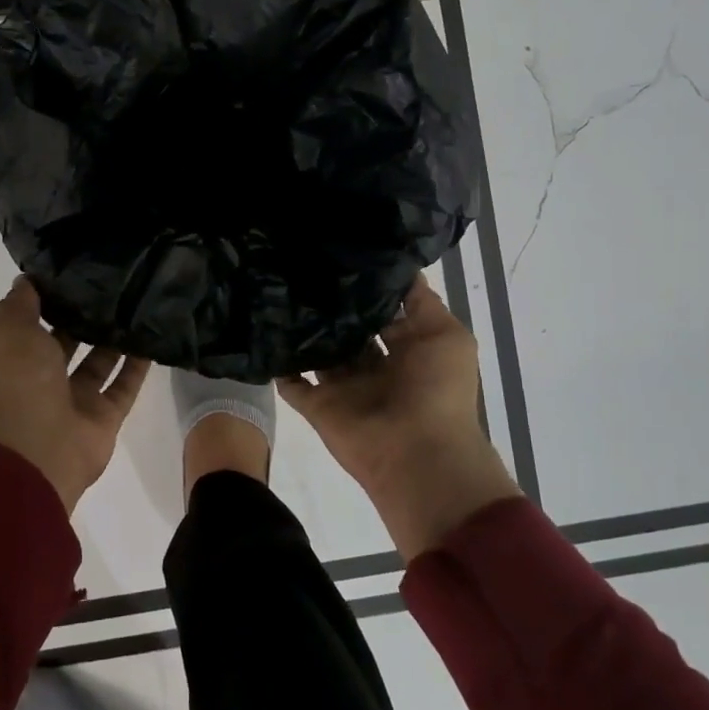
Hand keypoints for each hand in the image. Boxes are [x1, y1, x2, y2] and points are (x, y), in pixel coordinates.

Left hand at [0, 278, 149, 512]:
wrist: (38, 447)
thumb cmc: (18, 379)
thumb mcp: (9, 328)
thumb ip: (20, 303)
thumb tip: (28, 280)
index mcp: (13, 356)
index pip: (28, 322)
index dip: (45, 298)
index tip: (71, 270)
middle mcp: (41, 377)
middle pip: (66, 341)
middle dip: (83, 316)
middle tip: (112, 283)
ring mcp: (74, 399)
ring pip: (98, 361)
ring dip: (114, 338)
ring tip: (136, 303)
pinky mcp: (104, 416)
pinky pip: (124, 385)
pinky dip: (138, 365)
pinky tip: (154, 336)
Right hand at [280, 278, 521, 558]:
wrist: (418, 455)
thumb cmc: (438, 390)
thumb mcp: (447, 335)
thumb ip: (422, 302)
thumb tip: (399, 269)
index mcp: (407, 350)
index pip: (380, 312)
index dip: (364, 287)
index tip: (338, 254)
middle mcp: (374, 366)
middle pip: (345, 330)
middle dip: (328, 304)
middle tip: (299, 265)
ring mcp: (344, 387)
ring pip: (318, 351)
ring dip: (301, 329)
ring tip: (275, 288)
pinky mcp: (318, 405)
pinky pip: (291, 381)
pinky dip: (278, 363)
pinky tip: (261, 329)